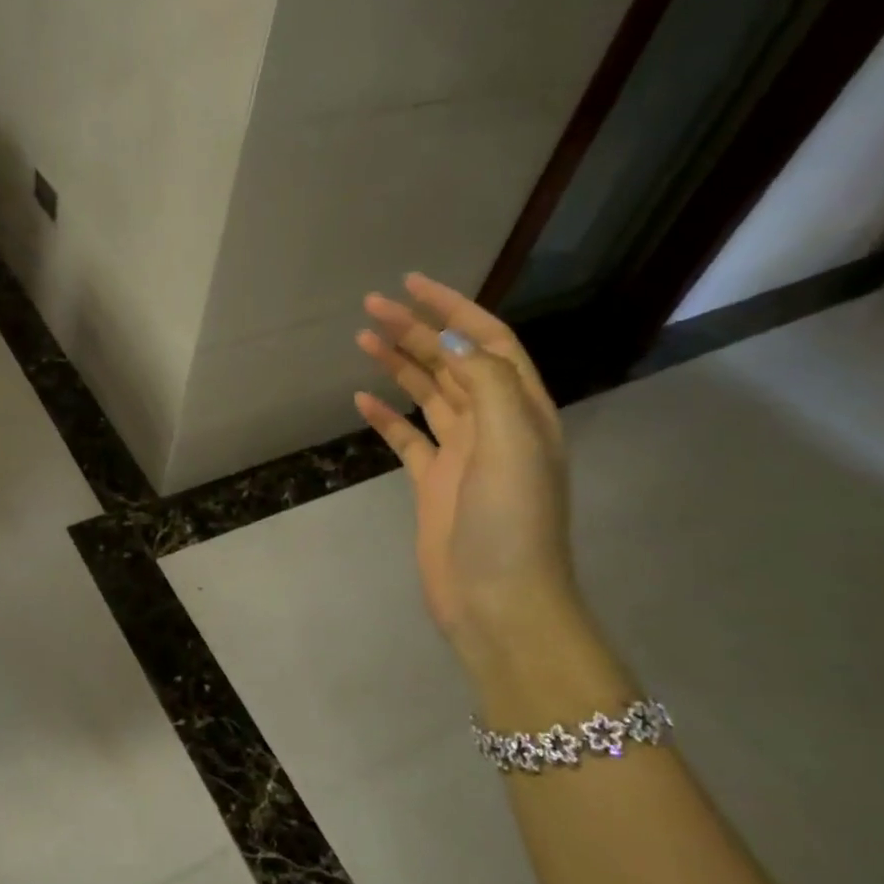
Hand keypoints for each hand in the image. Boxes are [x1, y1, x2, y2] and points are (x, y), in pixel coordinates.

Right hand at [354, 274, 579, 667]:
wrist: (498, 598)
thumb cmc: (510, 518)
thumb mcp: (511, 441)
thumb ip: (485, 383)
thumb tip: (452, 339)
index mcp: (521, 409)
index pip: (488, 341)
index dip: (454, 308)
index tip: (411, 285)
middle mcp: (493, 424)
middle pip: (453, 362)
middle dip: (416, 330)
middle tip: (371, 306)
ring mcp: (461, 454)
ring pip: (428, 394)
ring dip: (399, 364)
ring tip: (362, 338)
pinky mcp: (433, 482)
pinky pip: (407, 437)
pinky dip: (386, 415)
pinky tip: (361, 398)